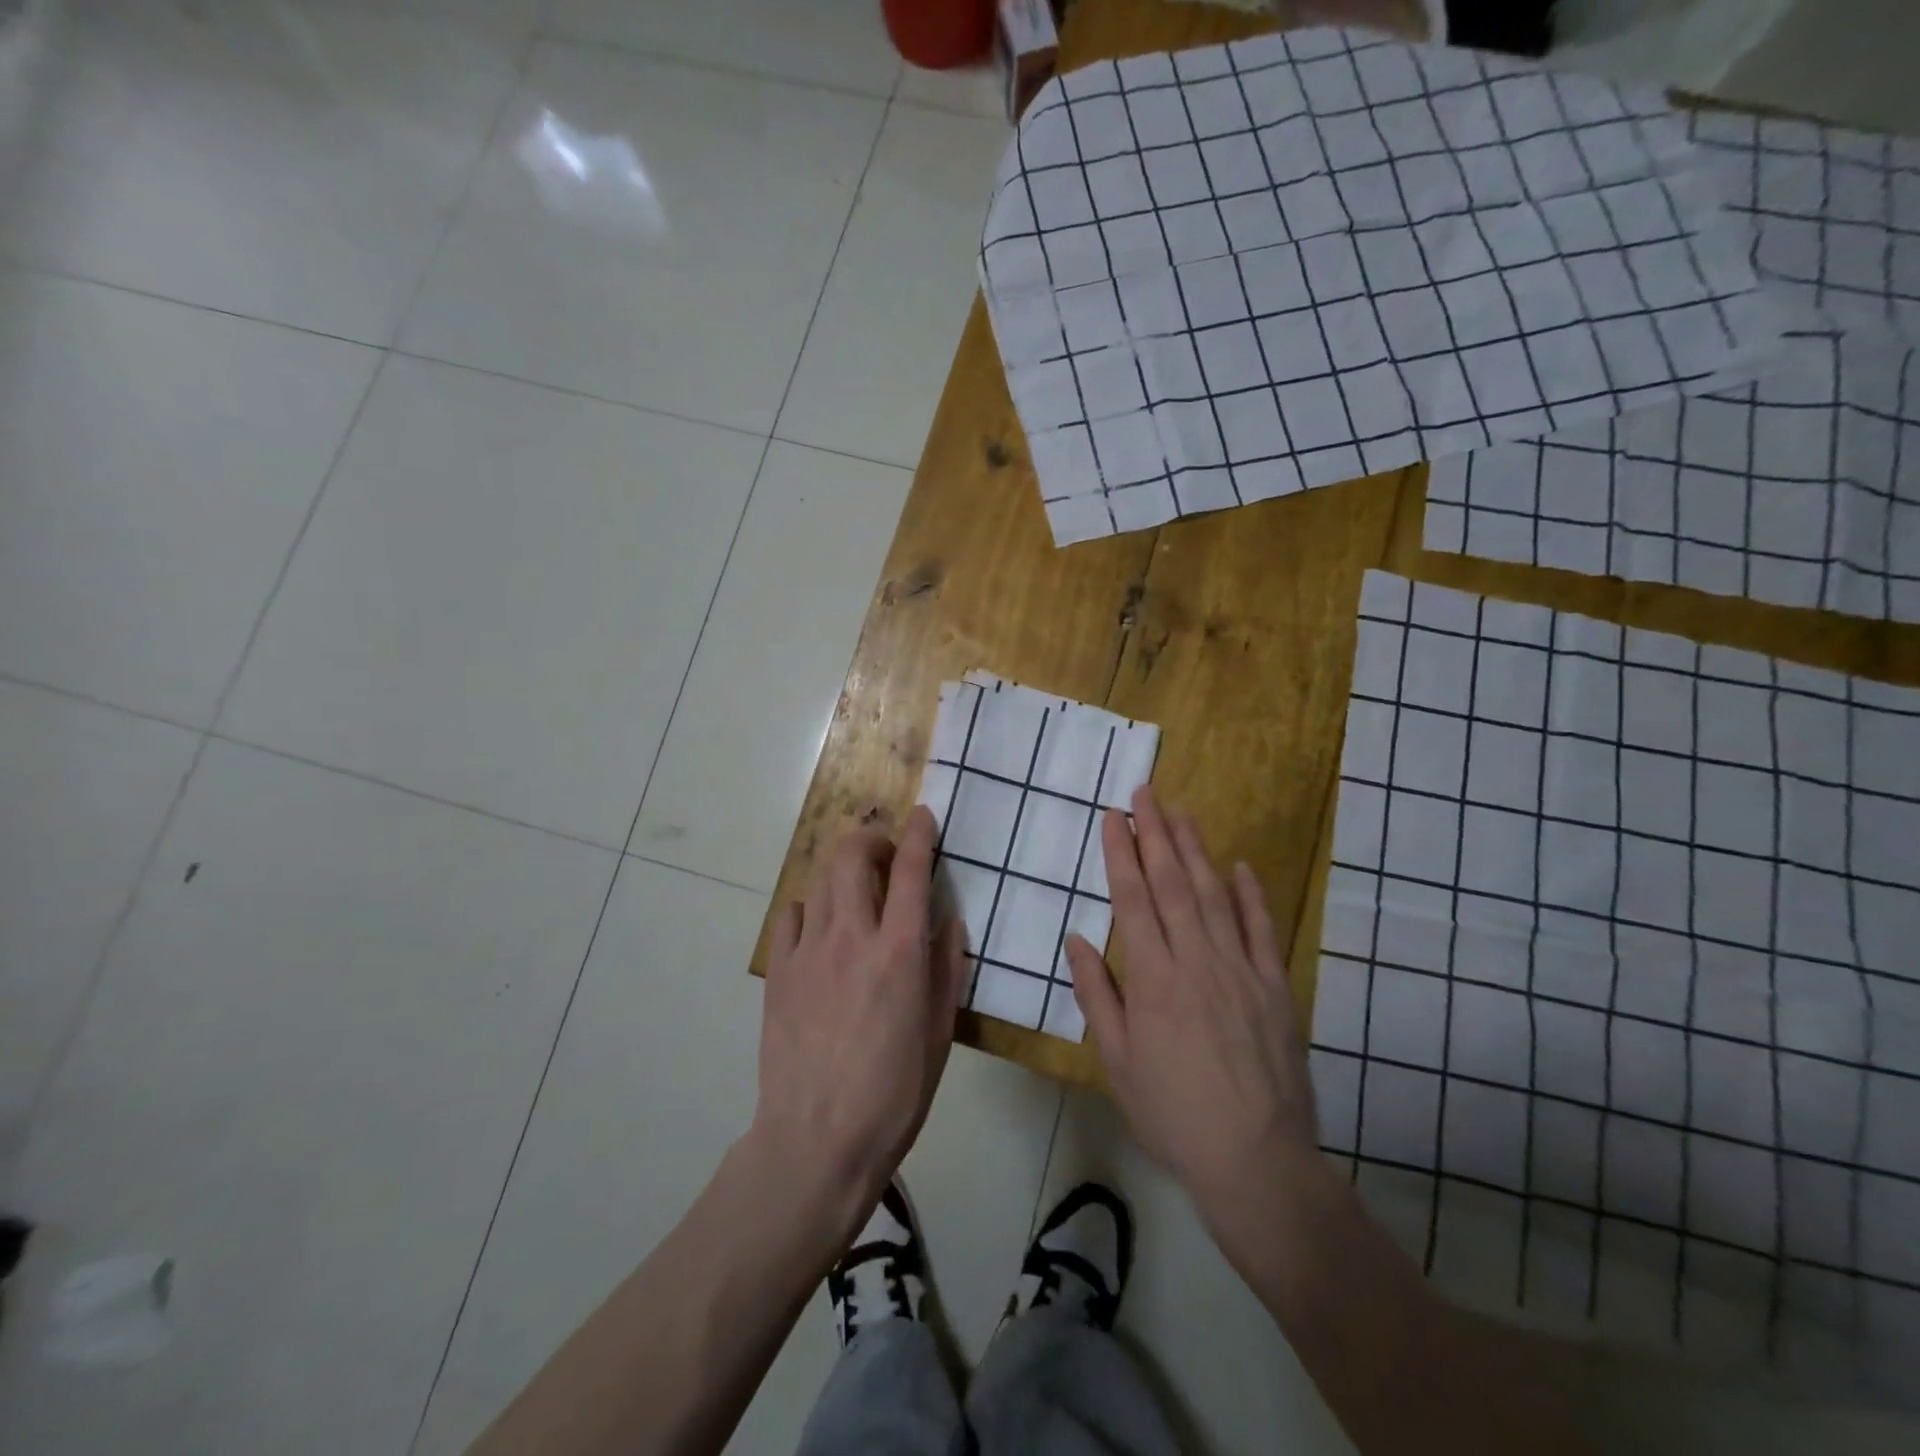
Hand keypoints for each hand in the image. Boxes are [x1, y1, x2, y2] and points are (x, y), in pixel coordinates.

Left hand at [753, 806, 965, 1232]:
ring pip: (821, 880)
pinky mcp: (779, 972)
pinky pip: (792, 916)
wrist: (816, 1142)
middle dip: (871, 840)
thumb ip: (947, 969)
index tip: (922, 815)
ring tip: (858, 893)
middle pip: (852, 856)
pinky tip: (821, 932)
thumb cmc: (894, 1094)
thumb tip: (949, 922)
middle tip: (885, 856)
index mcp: (899, 953)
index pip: (910, 871)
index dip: (918, 834)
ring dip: (844, 872)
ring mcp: (808, 952)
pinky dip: (812, 909)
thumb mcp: (940, 1034)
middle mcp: (851, 938)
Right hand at [1065, 786, 1320, 1219]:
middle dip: (1156, 833)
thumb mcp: (1117, 1061)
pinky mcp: (1275, 987)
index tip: (1114, 817)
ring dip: (1196, 850)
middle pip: (1173, 883)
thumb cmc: (1172, 1113)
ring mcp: (1241, 969)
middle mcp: (1196, 960)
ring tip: (1181, 812)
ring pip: (1215, 894)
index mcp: (1153, 978)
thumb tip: (1077, 937)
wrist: (1256, 1160)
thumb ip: (1097, 993)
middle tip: (1146, 792)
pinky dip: (1251, 894)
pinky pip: (1262, 929)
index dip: (1121, 853)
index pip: (1132, 899)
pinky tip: (1240, 865)